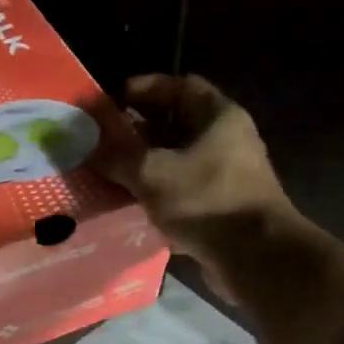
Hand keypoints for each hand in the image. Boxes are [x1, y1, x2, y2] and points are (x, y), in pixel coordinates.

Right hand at [96, 74, 302, 300]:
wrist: (255, 258)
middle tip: (102, 139)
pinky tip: (130, 203)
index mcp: (218, 117)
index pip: (180, 86)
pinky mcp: (221, 207)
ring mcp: (227, 176)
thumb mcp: (152, 173)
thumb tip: (88, 147)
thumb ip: (118, 157)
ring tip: (109, 171)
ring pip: (178, 160)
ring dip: (146, 164)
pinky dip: (158, 193)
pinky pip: (183, 191)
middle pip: (177, 125)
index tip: (111, 100)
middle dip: (139, 130)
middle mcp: (227, 140)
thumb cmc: (206, 200)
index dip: (145, 88)